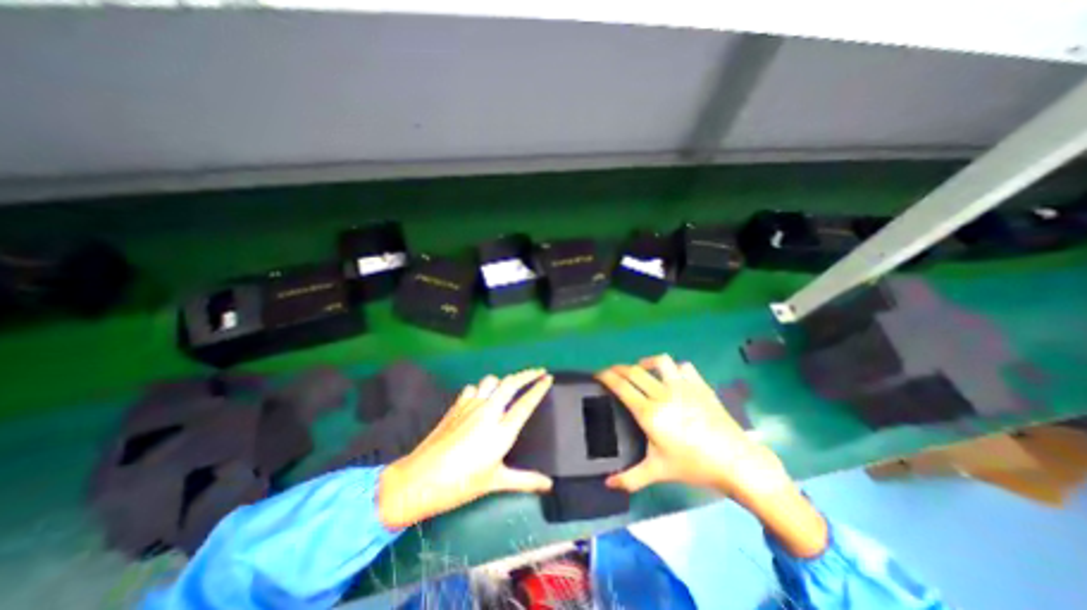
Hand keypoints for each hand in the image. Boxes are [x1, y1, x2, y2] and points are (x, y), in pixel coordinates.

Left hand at [380, 367, 553, 528]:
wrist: (420, 478)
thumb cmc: (461, 483)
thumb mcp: (496, 482)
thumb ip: (525, 480)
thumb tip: (549, 485)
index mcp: (502, 431)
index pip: (526, 403)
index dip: (539, 388)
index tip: (548, 378)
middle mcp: (489, 412)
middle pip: (512, 383)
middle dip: (528, 374)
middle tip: (538, 371)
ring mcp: (471, 406)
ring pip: (492, 380)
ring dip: (503, 381)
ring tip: (509, 387)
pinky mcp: (457, 405)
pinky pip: (473, 387)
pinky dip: (481, 389)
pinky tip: (481, 398)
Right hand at [597, 355, 796, 502]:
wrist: (736, 461)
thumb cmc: (693, 465)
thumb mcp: (658, 471)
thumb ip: (630, 477)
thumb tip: (607, 484)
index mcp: (649, 413)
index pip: (621, 386)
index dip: (606, 376)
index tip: (598, 373)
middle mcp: (663, 394)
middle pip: (634, 371)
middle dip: (618, 368)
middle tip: (612, 372)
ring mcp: (683, 386)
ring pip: (660, 362)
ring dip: (647, 362)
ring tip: (642, 370)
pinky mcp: (699, 385)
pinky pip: (683, 367)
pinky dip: (674, 368)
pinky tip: (672, 377)